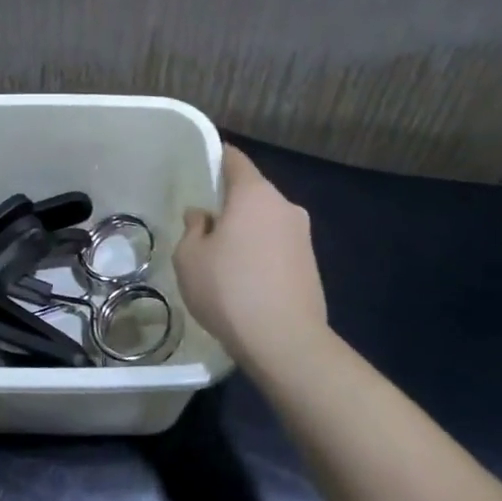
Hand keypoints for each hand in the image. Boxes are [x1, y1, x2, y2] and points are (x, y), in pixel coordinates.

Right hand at [173, 145, 331, 374]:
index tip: (200, 166)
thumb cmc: (229, 289)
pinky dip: (261, 251)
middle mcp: (284, 206)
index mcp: (254, 195)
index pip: (235, 159)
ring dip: (246, 229)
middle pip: (252, 191)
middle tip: (203, 221)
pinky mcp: (311, 264)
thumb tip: (203, 216)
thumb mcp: (189, 257)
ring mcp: (303, 236)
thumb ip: (193, 228)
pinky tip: (244, 277)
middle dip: (229, 201)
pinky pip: (278, 244)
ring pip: (266, 220)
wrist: (285, 342)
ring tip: (222, 255)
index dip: (216, 158)